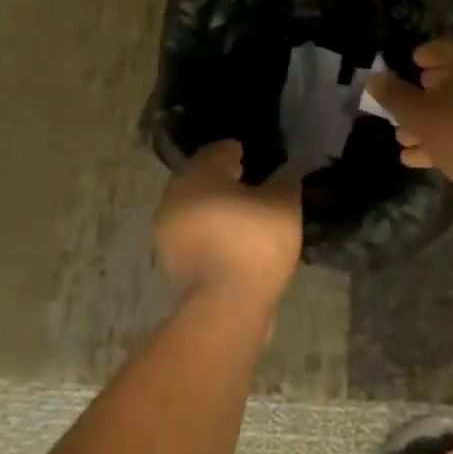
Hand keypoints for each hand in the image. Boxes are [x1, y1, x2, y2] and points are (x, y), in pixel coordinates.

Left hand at [155, 141, 301, 311]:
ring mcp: (167, 229)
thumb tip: (285, 169)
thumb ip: (285, 179)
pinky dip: (207, 227)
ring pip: (192, 205)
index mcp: (199, 174)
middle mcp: (175, 195)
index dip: (233, 150)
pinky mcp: (170, 259)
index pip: (216, 151)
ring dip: (211, 203)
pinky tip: (230, 235)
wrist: (228, 303)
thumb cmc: (256, 241)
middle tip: (244, 178)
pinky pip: (191, 231)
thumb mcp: (284, 203)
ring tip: (239, 209)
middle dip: (219, 176)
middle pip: (199, 177)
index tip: (248, 154)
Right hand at [368, 39, 452, 211]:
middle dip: (426, 94)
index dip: (425, 56)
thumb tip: (375, 79)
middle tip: (404, 104)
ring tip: (403, 138)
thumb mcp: (419, 114)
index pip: (447, 46)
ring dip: (434, 121)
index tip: (410, 65)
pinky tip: (419, 157)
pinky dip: (451, 137)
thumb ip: (394, 95)